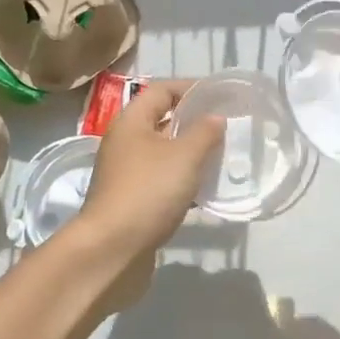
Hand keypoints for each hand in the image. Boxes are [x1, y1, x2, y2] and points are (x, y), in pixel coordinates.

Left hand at [69, 82, 223, 306]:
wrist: (112, 250)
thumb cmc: (148, 192)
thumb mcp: (184, 156)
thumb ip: (204, 132)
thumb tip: (215, 117)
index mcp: (131, 121)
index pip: (162, 90)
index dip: (191, 88)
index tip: (220, 95)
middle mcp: (125, 142)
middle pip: (162, 120)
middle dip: (194, 122)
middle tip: (227, 127)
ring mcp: (127, 173)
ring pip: (164, 153)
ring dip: (191, 153)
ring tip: (223, 157)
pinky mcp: (132, 201)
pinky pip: (162, 180)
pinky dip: (184, 180)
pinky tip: (206, 190)